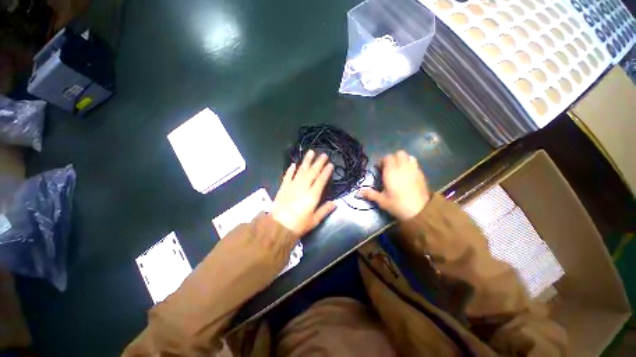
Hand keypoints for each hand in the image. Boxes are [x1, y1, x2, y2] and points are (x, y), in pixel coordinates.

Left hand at [272, 150, 336, 234]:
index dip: (326, 172)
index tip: (330, 164)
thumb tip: (335, 203)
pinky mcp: (283, 188)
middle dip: (318, 163)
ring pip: (301, 171)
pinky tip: (293, 164)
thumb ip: (325, 210)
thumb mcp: (314, 220)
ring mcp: (292, 186)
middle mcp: (303, 188)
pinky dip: (290, 170)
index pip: (321, 180)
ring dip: (306, 161)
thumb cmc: (298, 225)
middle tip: (323, 154)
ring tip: (311, 152)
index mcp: (312, 195)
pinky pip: (287, 176)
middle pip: (312, 173)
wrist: (278, 228)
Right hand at [360, 151, 429, 219]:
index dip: (382, 161)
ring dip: (402, 160)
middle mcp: (403, 167)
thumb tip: (357, 192)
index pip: (387, 157)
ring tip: (399, 169)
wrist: (420, 211)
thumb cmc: (398, 204)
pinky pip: (415, 163)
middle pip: (399, 153)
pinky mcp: (421, 174)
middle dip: (393, 158)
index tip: (379, 168)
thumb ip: (370, 194)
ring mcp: (413, 169)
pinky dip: (410, 164)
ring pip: (408, 156)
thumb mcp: (382, 200)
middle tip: (388, 168)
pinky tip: (407, 174)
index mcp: (391, 172)